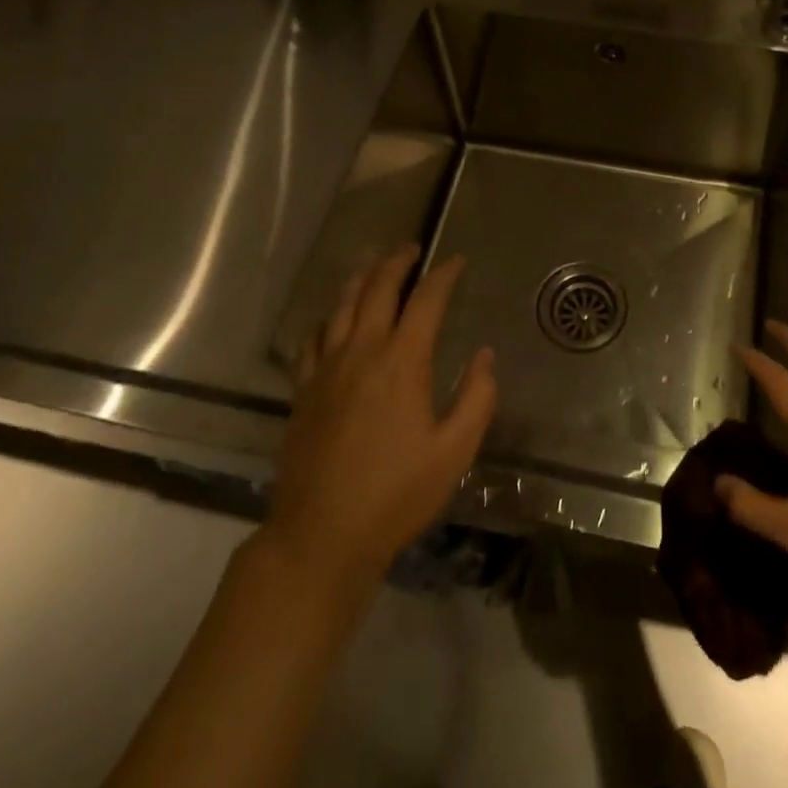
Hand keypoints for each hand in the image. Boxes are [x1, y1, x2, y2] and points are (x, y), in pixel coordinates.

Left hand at [253, 244, 496, 596]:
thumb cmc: (396, 496)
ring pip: (341, 306)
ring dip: (361, 279)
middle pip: (378, 289)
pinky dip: (327, 318)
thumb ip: (477, 398)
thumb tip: (485, 356)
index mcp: (402, 362)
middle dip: (397, 262)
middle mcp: (362, 352)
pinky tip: (332, 320)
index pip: (426, 300)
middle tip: (412, 250)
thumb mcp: (455, 453)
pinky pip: (312, 339)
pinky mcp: (302, 391)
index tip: (456, 261)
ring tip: (374, 268)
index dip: (443, 275)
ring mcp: (326, 369)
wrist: (321, 537)